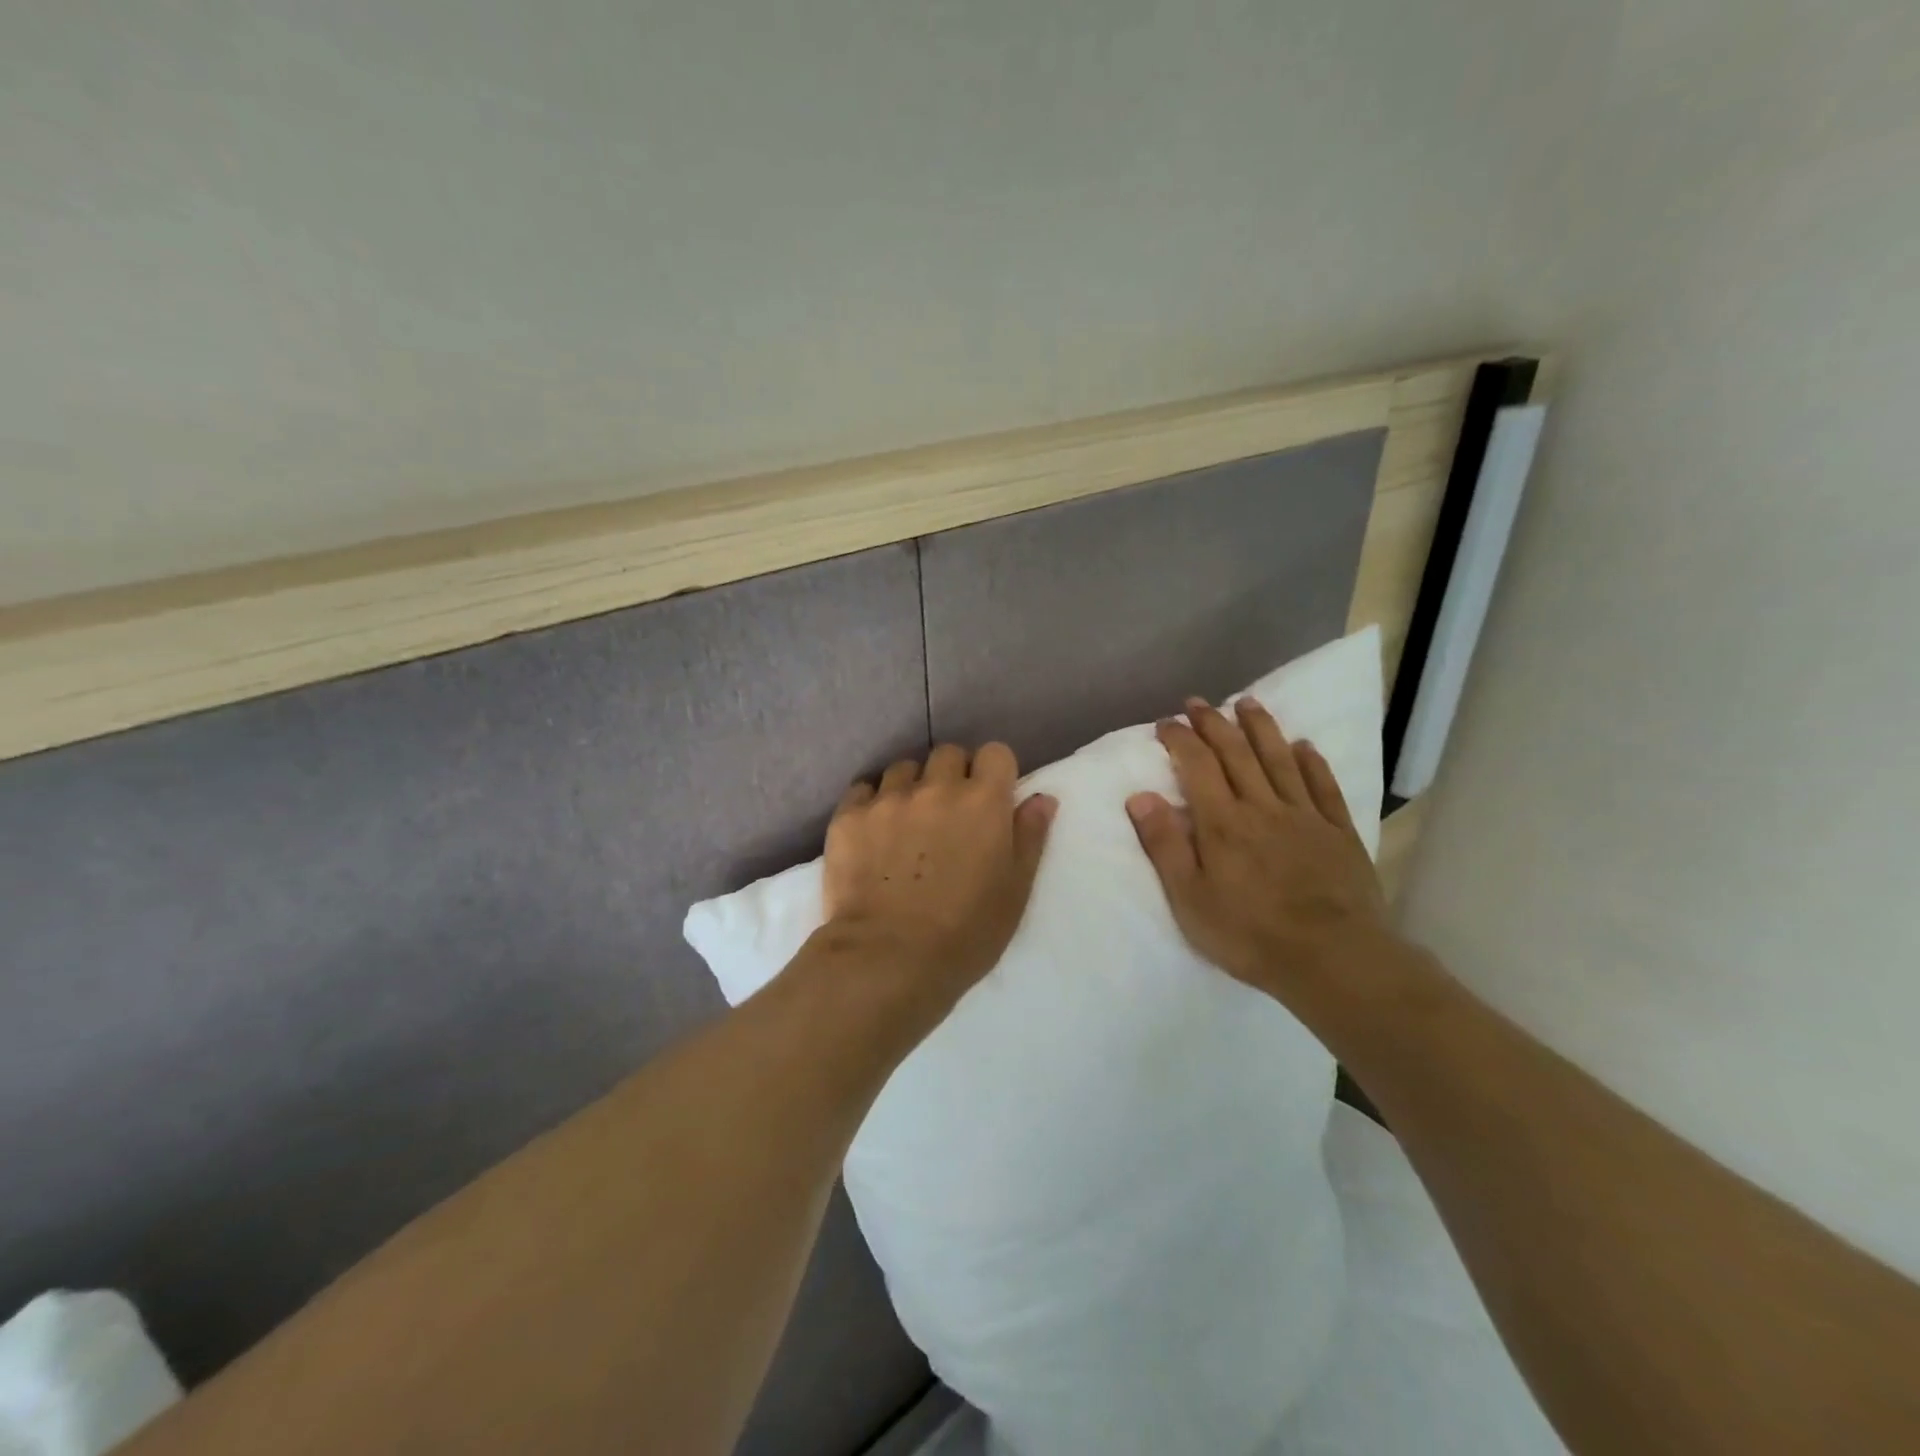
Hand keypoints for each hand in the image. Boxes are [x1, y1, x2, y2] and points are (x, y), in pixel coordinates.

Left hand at [822, 743, 1056, 1007]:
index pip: (995, 753)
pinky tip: (873, 832)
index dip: (994, 772)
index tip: (990, 798)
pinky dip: (871, 802)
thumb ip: (1030, 837)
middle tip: (949, 814)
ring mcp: (888, 799)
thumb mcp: (1015, 891)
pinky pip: (863, 789)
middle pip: (948, 754)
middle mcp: (936, 788)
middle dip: (952, 775)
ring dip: (911, 786)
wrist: (888, 960)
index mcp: (983, 802)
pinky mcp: (849, 816)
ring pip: (903, 768)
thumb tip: (1041, 797)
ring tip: (906, 823)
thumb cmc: (966, 933)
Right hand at [1125, 696, 1394, 1007]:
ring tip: (1248, 703)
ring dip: (1261, 728)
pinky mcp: (1338, 832)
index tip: (1165, 723)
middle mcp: (1262, 806)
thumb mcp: (1189, 899)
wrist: (1333, 958)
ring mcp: (1304, 816)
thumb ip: (1164, 845)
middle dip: (1214, 723)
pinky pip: (1323, 787)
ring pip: (1280, 759)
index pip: (1196, 765)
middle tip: (1197, 702)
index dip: (1180, 739)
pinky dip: (1312, 762)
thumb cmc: (1249, 934)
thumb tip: (1140, 796)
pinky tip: (1304, 746)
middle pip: (1236, 753)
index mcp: (1222, 822)